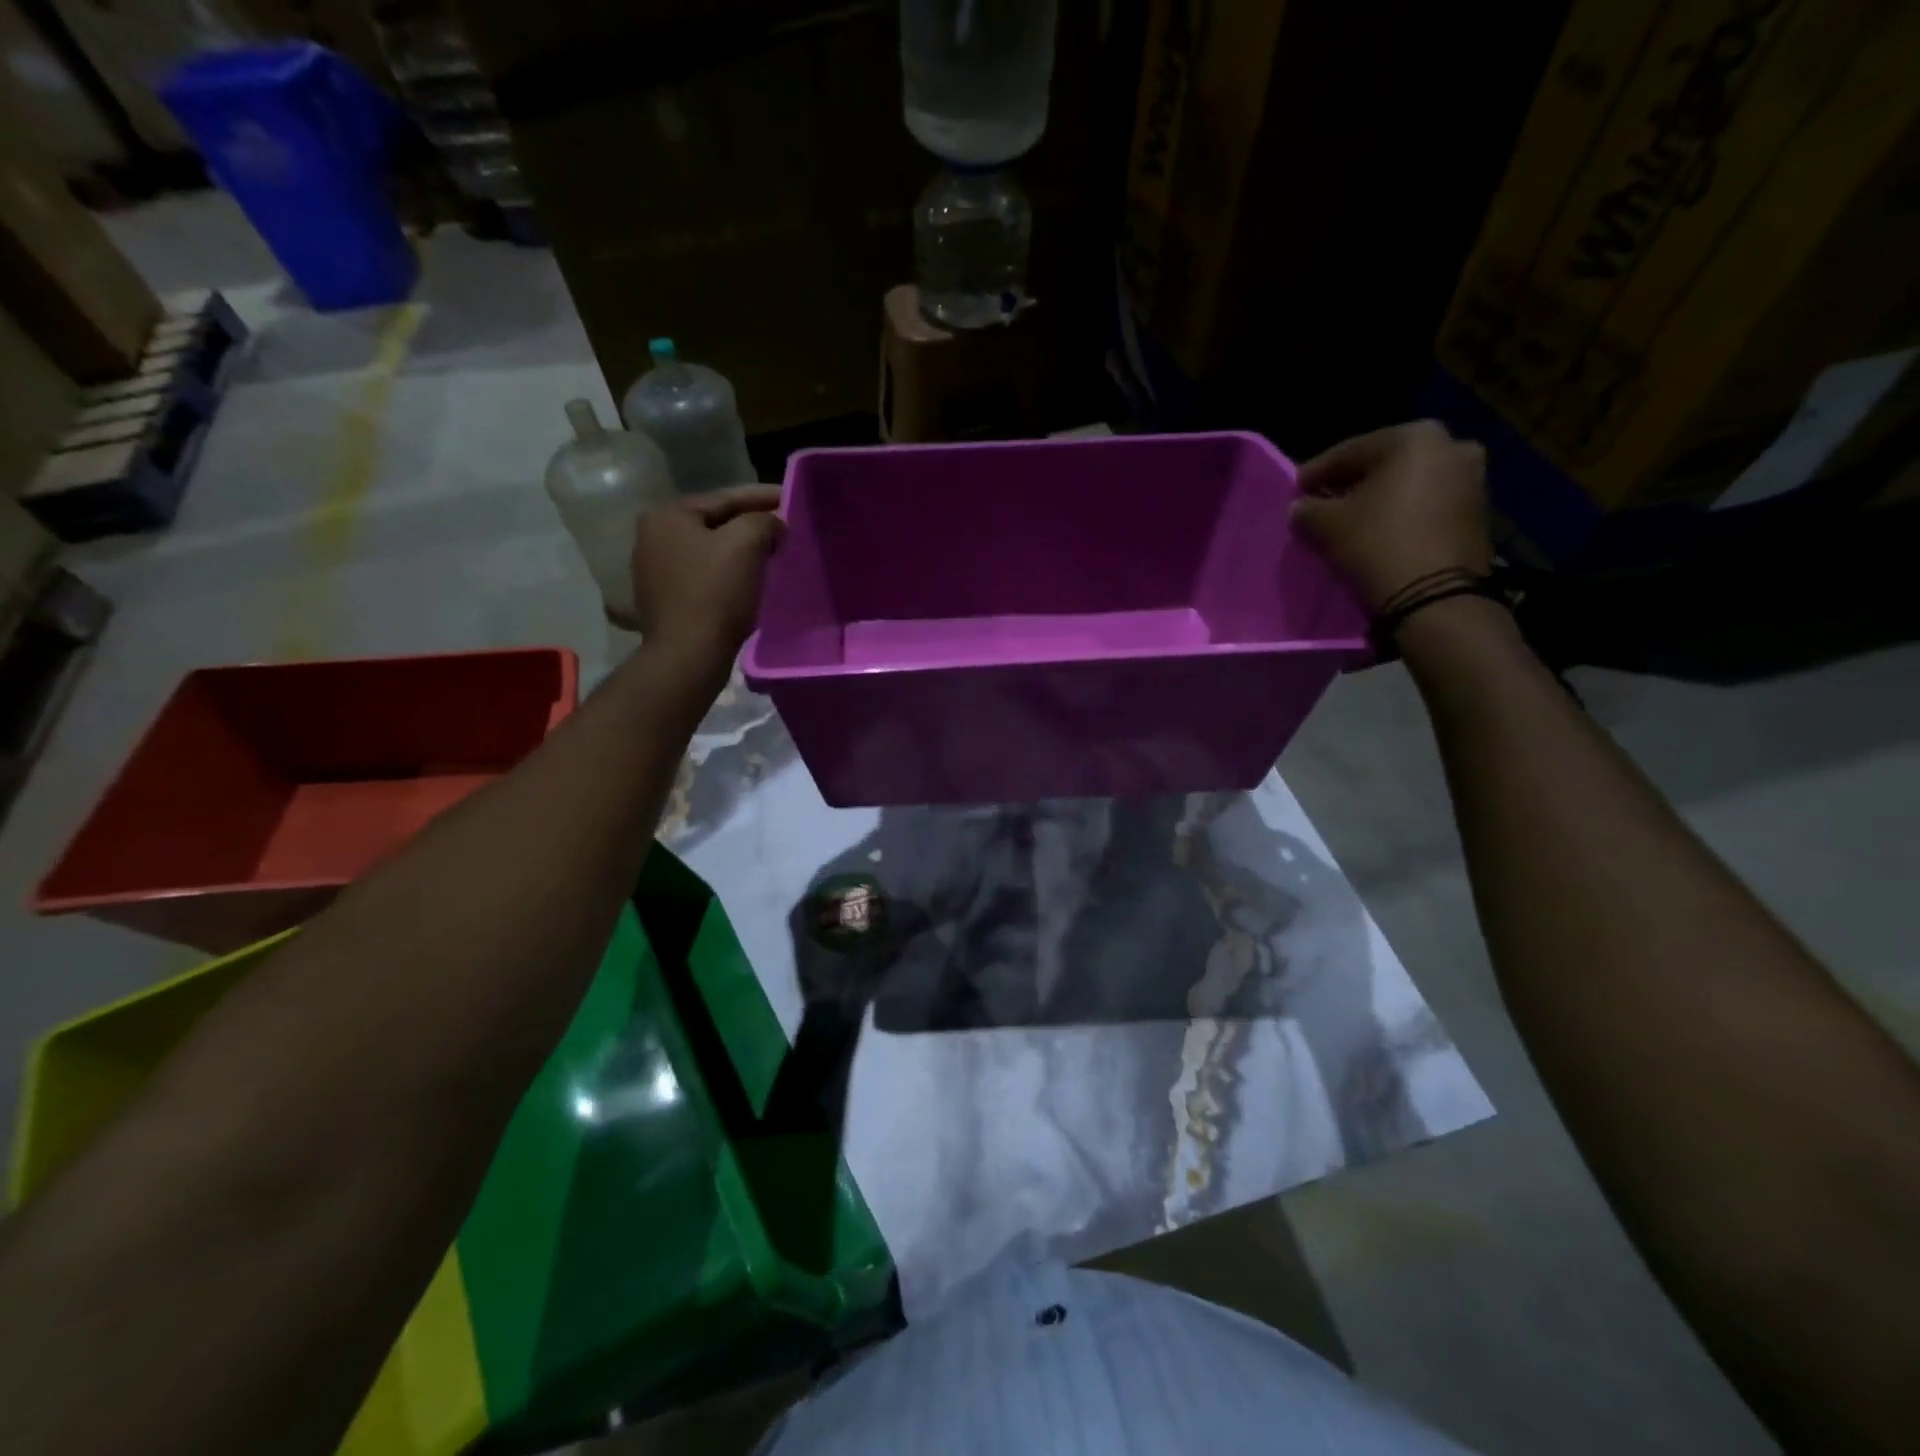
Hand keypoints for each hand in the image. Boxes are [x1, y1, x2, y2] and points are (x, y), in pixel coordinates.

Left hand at [626, 485, 783, 656]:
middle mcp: (652, 536)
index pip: (725, 498)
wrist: (689, 655)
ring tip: (772, 553)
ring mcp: (654, 570)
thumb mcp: (746, 544)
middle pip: (715, 523)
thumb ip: (764, 521)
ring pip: (710, 549)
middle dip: (751, 524)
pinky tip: (749, 580)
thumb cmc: (716, 594)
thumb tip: (774, 524)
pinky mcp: (664, 599)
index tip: (791, 498)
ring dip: (740, 550)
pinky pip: (704, 575)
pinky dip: (728, 572)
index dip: (763, 497)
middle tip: (784, 526)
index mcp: (668, 516)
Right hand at [1290, 420, 1491, 613]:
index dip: (1315, 473)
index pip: (1348, 452)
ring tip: (1351, 522)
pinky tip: (1381, 532)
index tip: (1294, 492)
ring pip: (1408, 484)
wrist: (1435, 597)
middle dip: (1350, 485)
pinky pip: (1427, 504)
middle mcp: (1451, 445)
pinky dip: (1402, 513)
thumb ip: (1306, 510)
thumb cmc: (1376, 545)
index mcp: (1413, 437)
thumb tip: (1301, 507)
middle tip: (1322, 505)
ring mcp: (1472, 478)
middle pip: (1382, 465)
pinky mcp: (1478, 512)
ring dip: (1378, 499)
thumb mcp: (1325, 526)